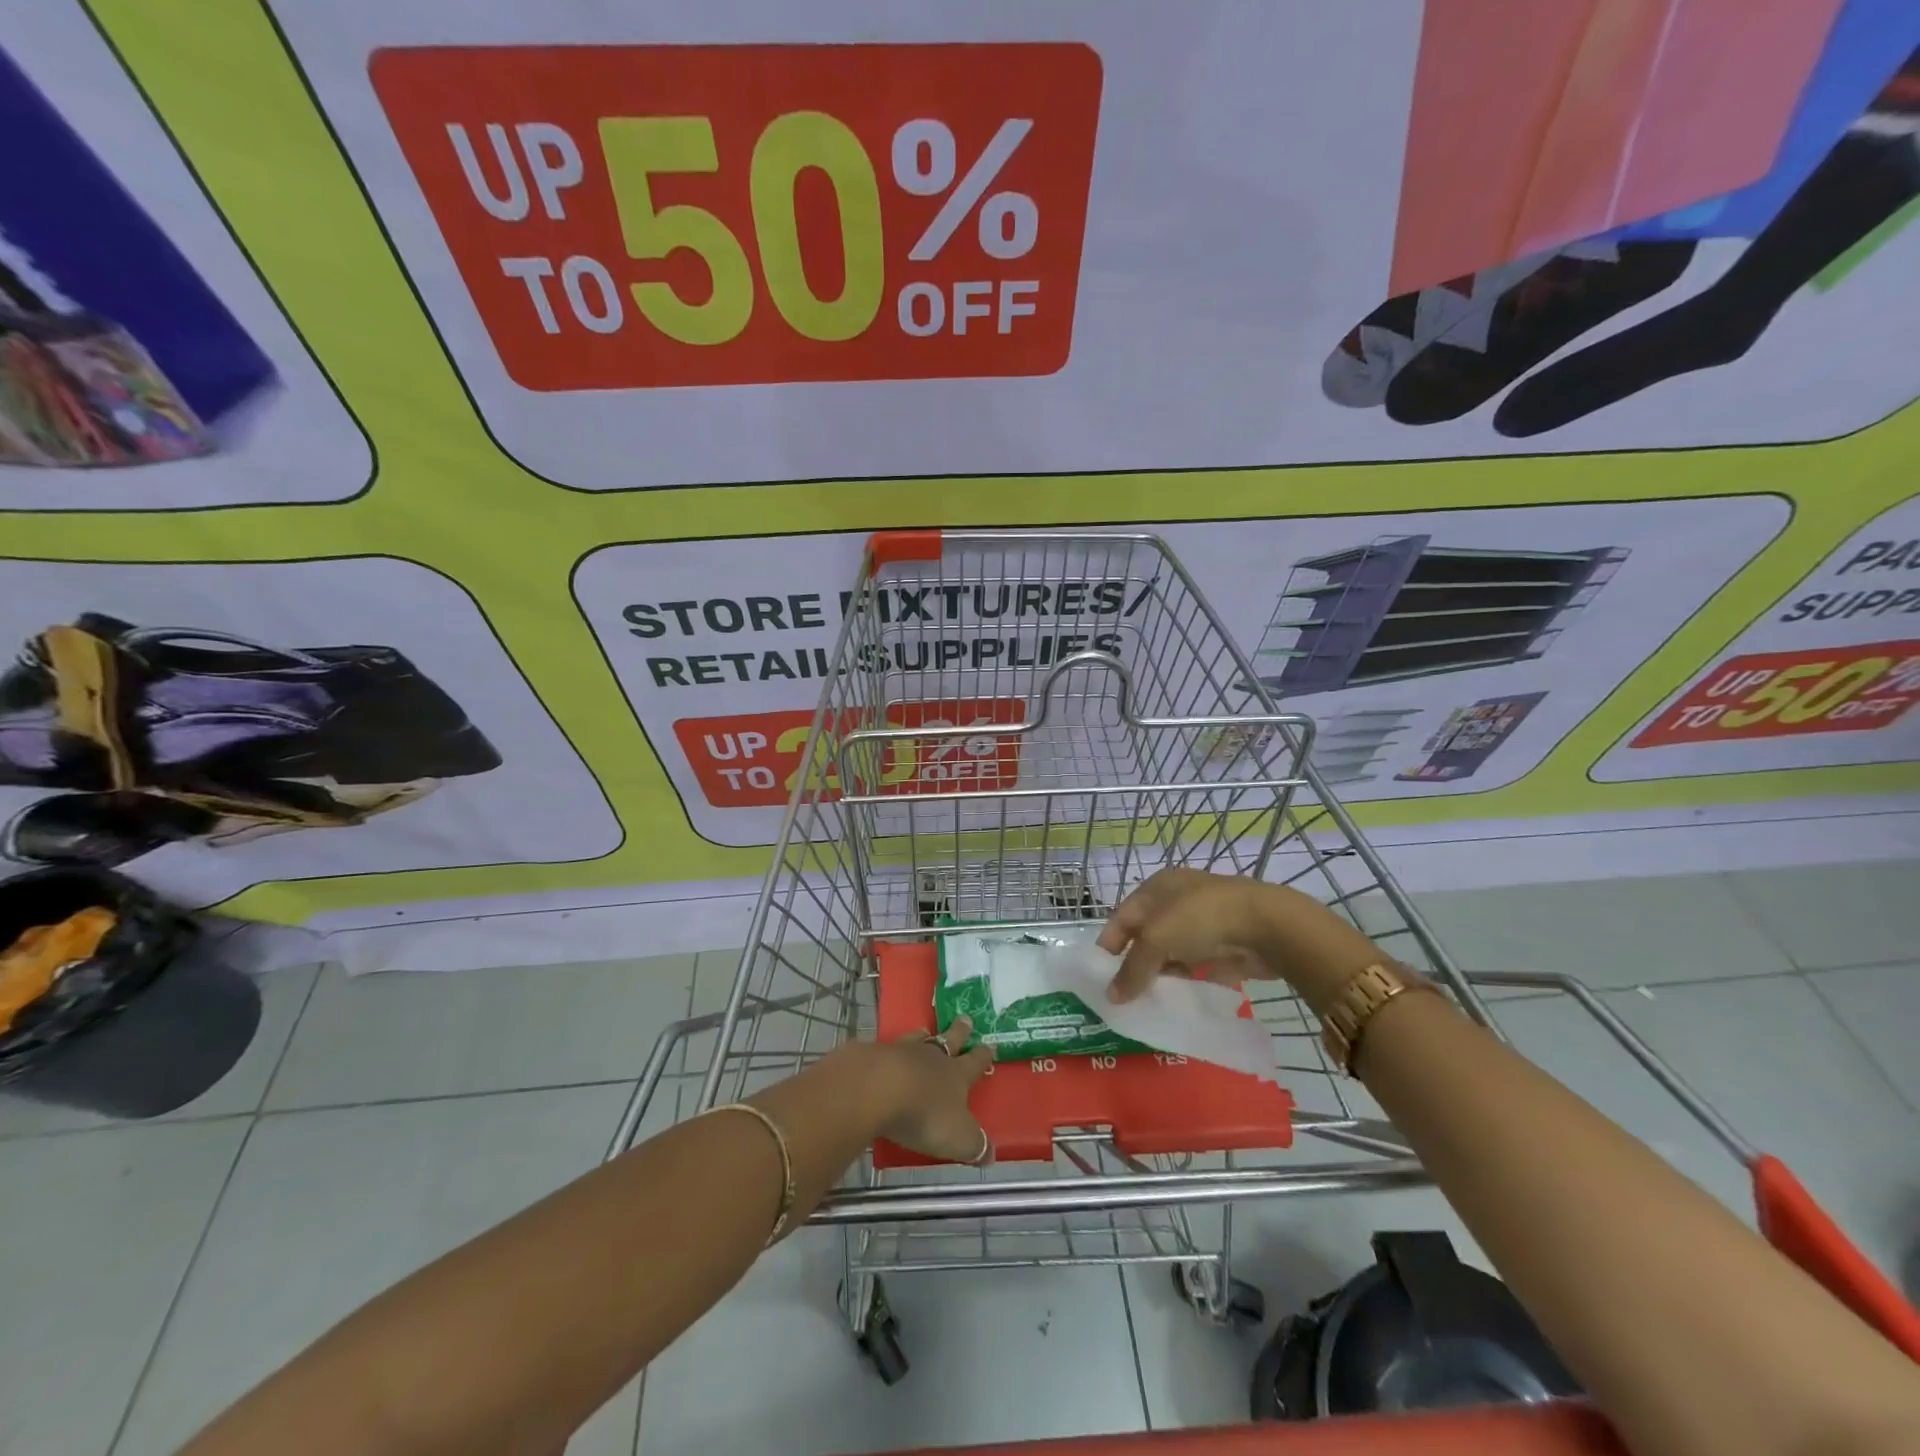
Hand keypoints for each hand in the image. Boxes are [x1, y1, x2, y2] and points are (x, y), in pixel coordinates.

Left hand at [867, 1017, 993, 1164]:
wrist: (878, 1089)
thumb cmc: (924, 1115)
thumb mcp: (958, 1138)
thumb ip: (975, 1145)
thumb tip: (991, 1154)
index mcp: (956, 1075)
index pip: (974, 1063)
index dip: (983, 1056)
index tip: (990, 1045)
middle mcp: (932, 1058)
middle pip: (949, 1040)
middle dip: (959, 1031)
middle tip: (965, 1018)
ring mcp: (902, 1053)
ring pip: (917, 1039)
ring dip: (923, 1036)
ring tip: (924, 1031)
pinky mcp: (874, 1056)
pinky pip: (886, 1050)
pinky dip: (888, 1052)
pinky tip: (884, 1055)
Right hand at [1097, 867, 1381, 1010]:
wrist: (1266, 925)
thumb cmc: (1200, 918)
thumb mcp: (1156, 940)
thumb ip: (1132, 969)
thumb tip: (1112, 997)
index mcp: (1157, 886)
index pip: (1123, 915)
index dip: (1110, 942)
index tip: (1100, 973)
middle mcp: (1177, 899)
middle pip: (1147, 934)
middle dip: (1135, 961)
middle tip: (1123, 992)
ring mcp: (1203, 921)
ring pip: (1172, 951)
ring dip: (1161, 973)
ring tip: (1148, 1000)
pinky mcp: (1224, 944)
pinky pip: (1196, 964)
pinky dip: (1186, 979)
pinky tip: (1178, 998)